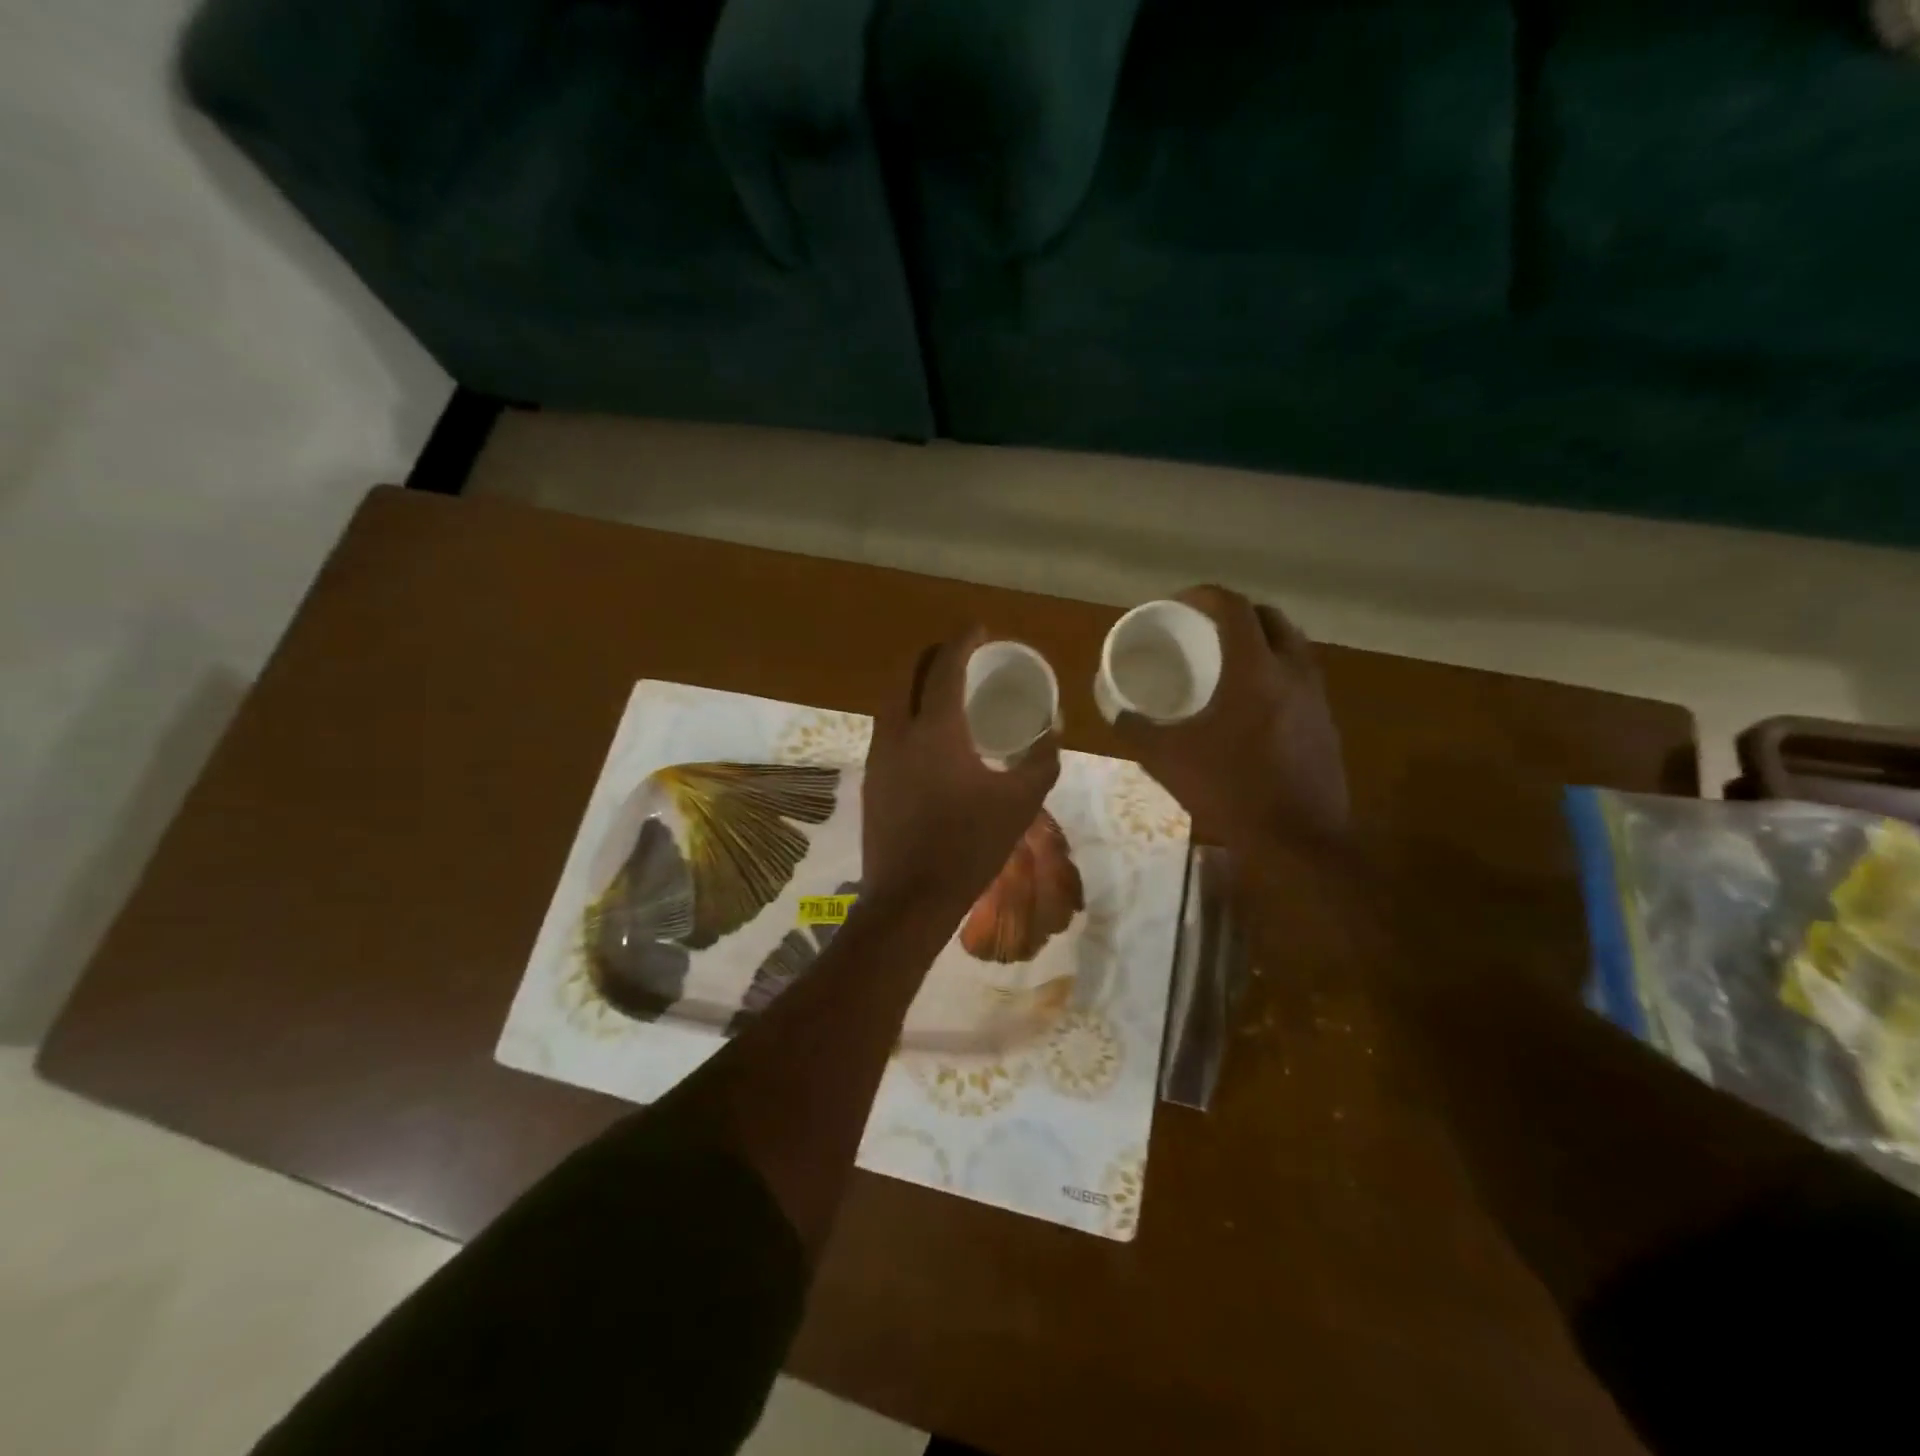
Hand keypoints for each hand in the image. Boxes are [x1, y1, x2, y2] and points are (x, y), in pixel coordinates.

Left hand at [860, 626, 1061, 921]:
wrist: (910, 898)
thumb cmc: (969, 846)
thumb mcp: (1020, 803)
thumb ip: (1041, 762)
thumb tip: (1052, 733)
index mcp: (935, 729)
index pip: (945, 666)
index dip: (963, 640)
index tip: (979, 629)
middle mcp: (899, 732)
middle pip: (909, 673)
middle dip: (934, 655)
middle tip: (961, 655)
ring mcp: (879, 756)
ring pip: (892, 700)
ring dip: (916, 685)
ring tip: (945, 691)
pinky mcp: (871, 779)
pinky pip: (887, 729)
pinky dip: (907, 715)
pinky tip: (928, 738)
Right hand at [1113, 586, 1348, 855]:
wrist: (1297, 841)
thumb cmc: (1229, 790)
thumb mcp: (1167, 760)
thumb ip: (1137, 731)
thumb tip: (1118, 714)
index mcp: (1255, 669)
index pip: (1234, 607)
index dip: (1205, 596)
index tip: (1180, 604)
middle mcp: (1293, 671)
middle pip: (1270, 618)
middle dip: (1237, 613)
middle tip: (1206, 629)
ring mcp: (1316, 697)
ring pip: (1292, 647)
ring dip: (1262, 641)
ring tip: (1230, 661)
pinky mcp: (1326, 724)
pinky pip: (1301, 678)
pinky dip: (1276, 673)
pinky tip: (1253, 704)